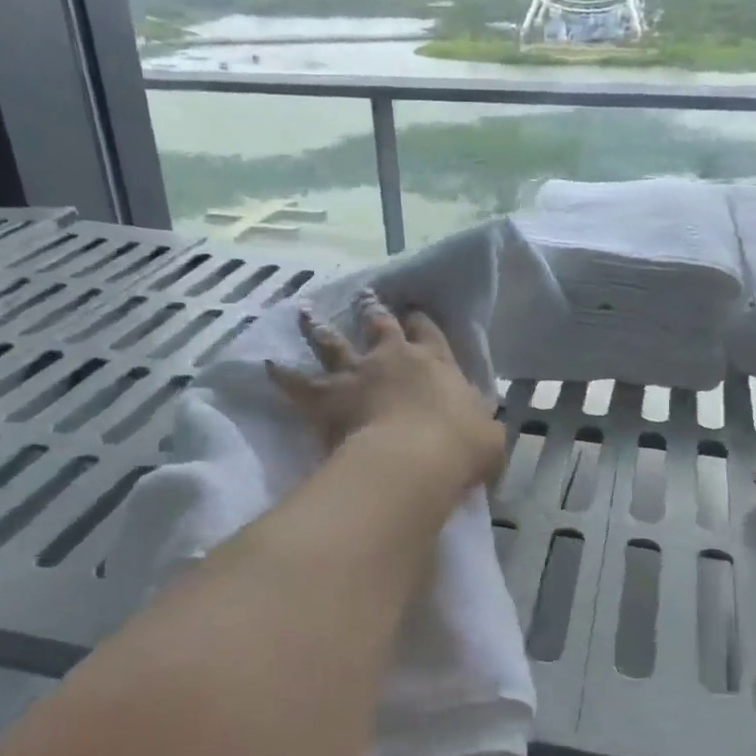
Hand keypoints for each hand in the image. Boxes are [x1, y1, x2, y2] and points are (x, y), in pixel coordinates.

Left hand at [269, 294, 504, 494]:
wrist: (415, 459)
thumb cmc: (460, 447)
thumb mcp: (488, 436)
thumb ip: (482, 427)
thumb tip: (482, 429)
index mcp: (435, 362)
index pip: (428, 332)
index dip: (420, 321)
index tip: (413, 312)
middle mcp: (393, 358)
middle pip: (379, 324)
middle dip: (371, 309)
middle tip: (364, 296)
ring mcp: (356, 373)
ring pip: (332, 343)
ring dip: (317, 327)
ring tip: (305, 312)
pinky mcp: (326, 397)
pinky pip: (296, 383)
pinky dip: (280, 374)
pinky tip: (267, 365)